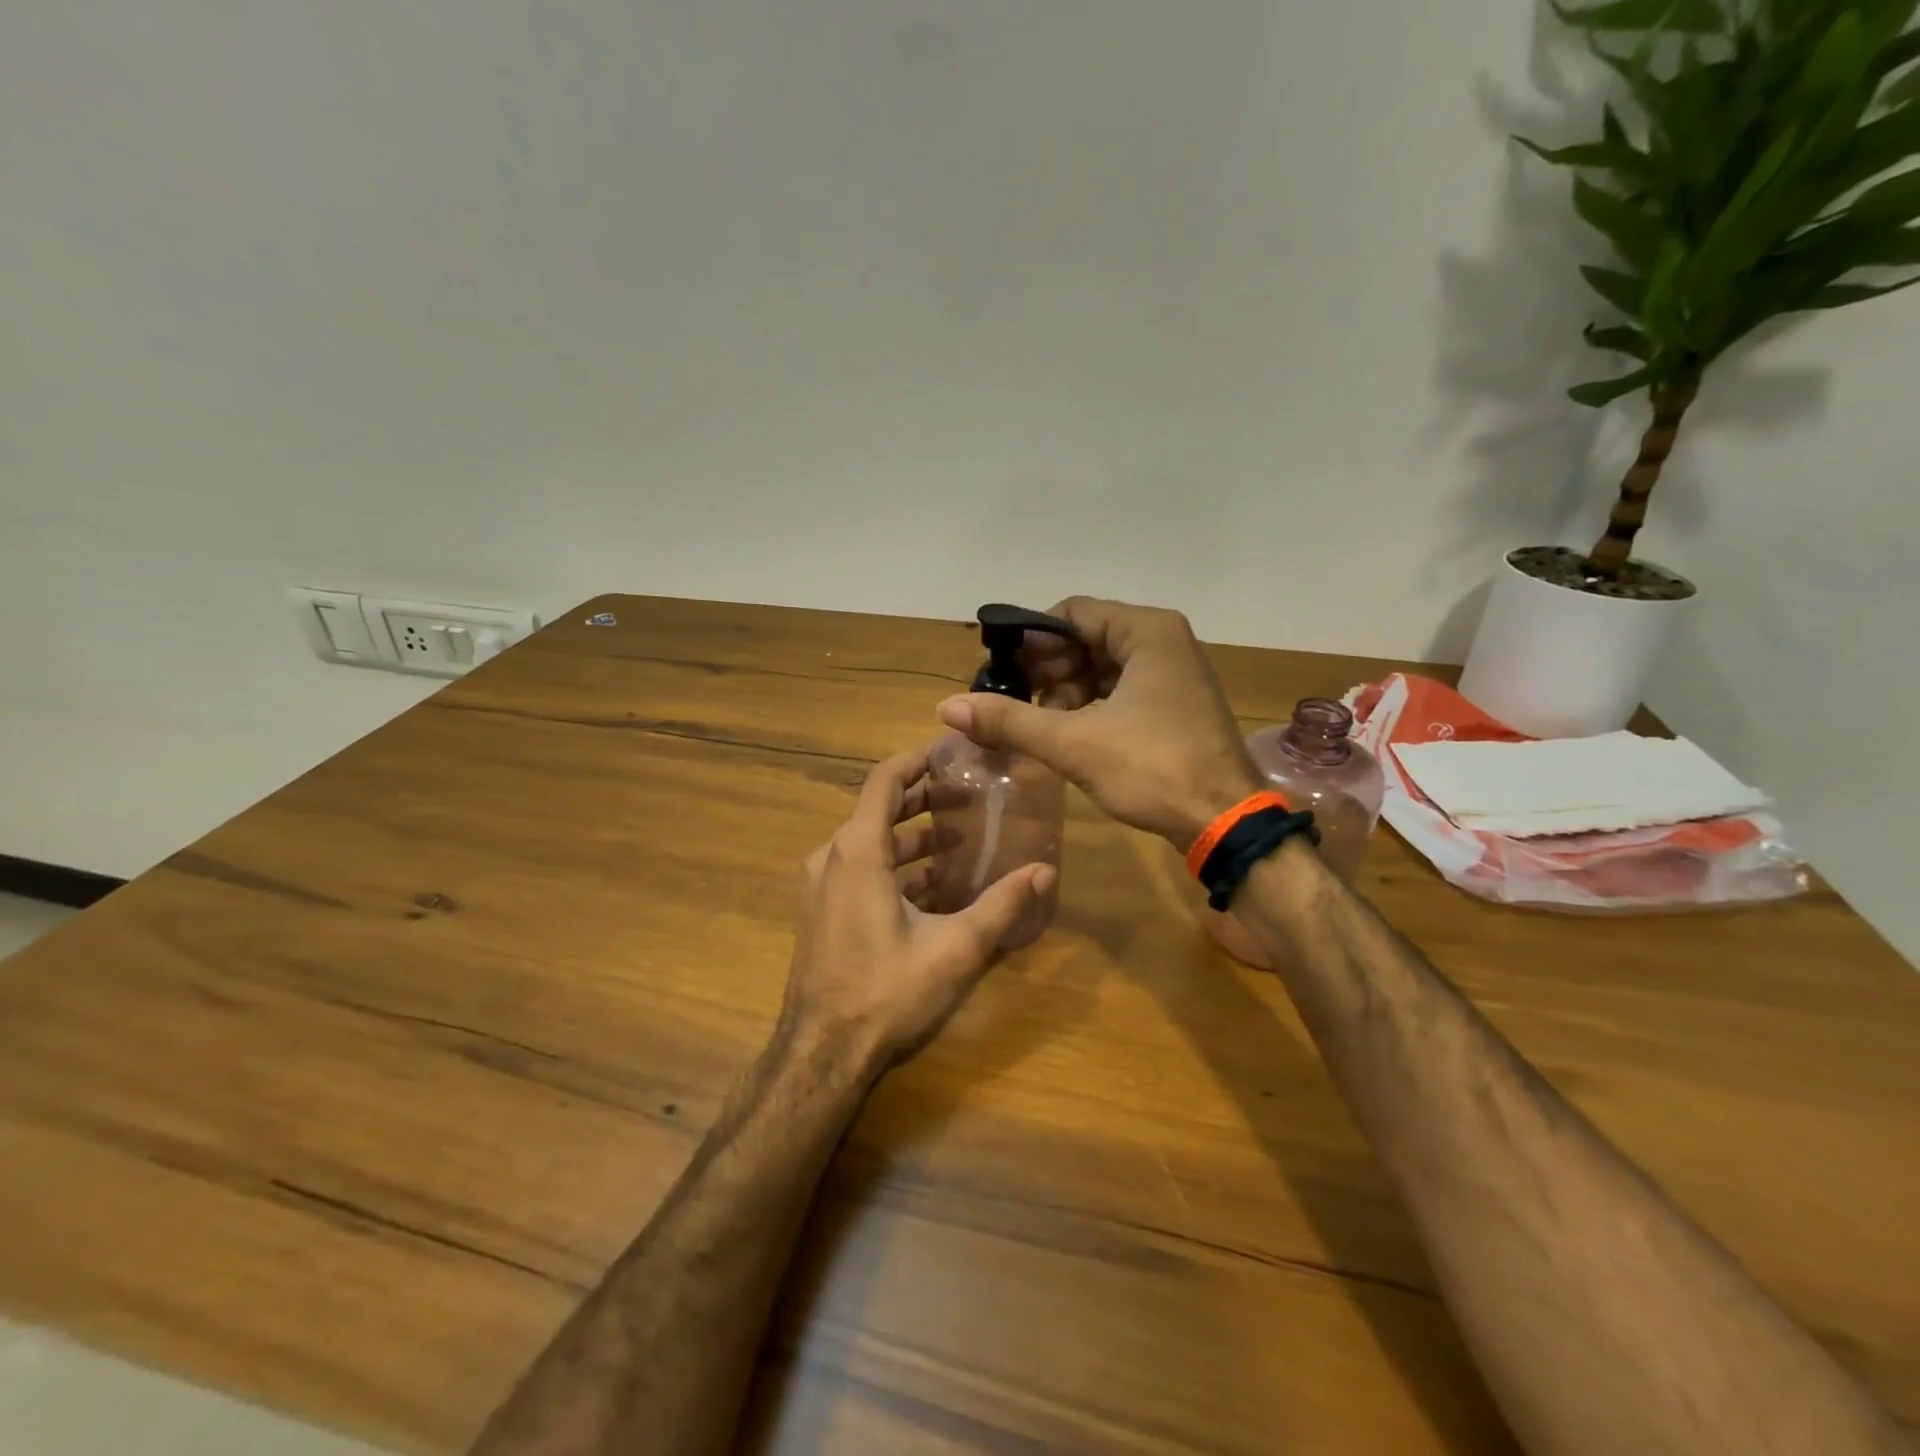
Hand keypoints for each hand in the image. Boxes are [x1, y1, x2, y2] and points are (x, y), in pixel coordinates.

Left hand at [779, 745, 1056, 1079]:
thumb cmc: (887, 993)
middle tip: (967, 800)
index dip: (915, 760)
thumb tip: (1045, 871)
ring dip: (910, 838)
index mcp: (858, 852)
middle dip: (922, 801)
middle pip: (878, 810)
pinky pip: (859, 872)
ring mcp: (821, 888)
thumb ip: (1002, 904)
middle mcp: (832, 859)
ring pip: (869, 844)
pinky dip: (893, 868)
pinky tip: (931, 888)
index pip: (884, 781)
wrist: (822, 1055)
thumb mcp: (956, 948)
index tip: (949, 753)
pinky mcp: (821, 913)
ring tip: (957, 842)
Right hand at [937, 597, 1260, 850]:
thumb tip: (947, 707)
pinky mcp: (1177, 702)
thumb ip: (1010, 720)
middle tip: (1016, 704)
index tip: (1002, 673)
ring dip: (1067, 691)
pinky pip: (1123, 688)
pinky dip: (1092, 704)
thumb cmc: (1153, 769)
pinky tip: (1069, 733)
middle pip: (1087, 637)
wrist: (1225, 822)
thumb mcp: (1074, 743)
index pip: (1071, 612)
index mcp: (1147, 631)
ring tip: (1039, 725)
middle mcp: (1165, 640)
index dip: (1031, 640)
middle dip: (1048, 670)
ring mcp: (1176, 672)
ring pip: (1104, 666)